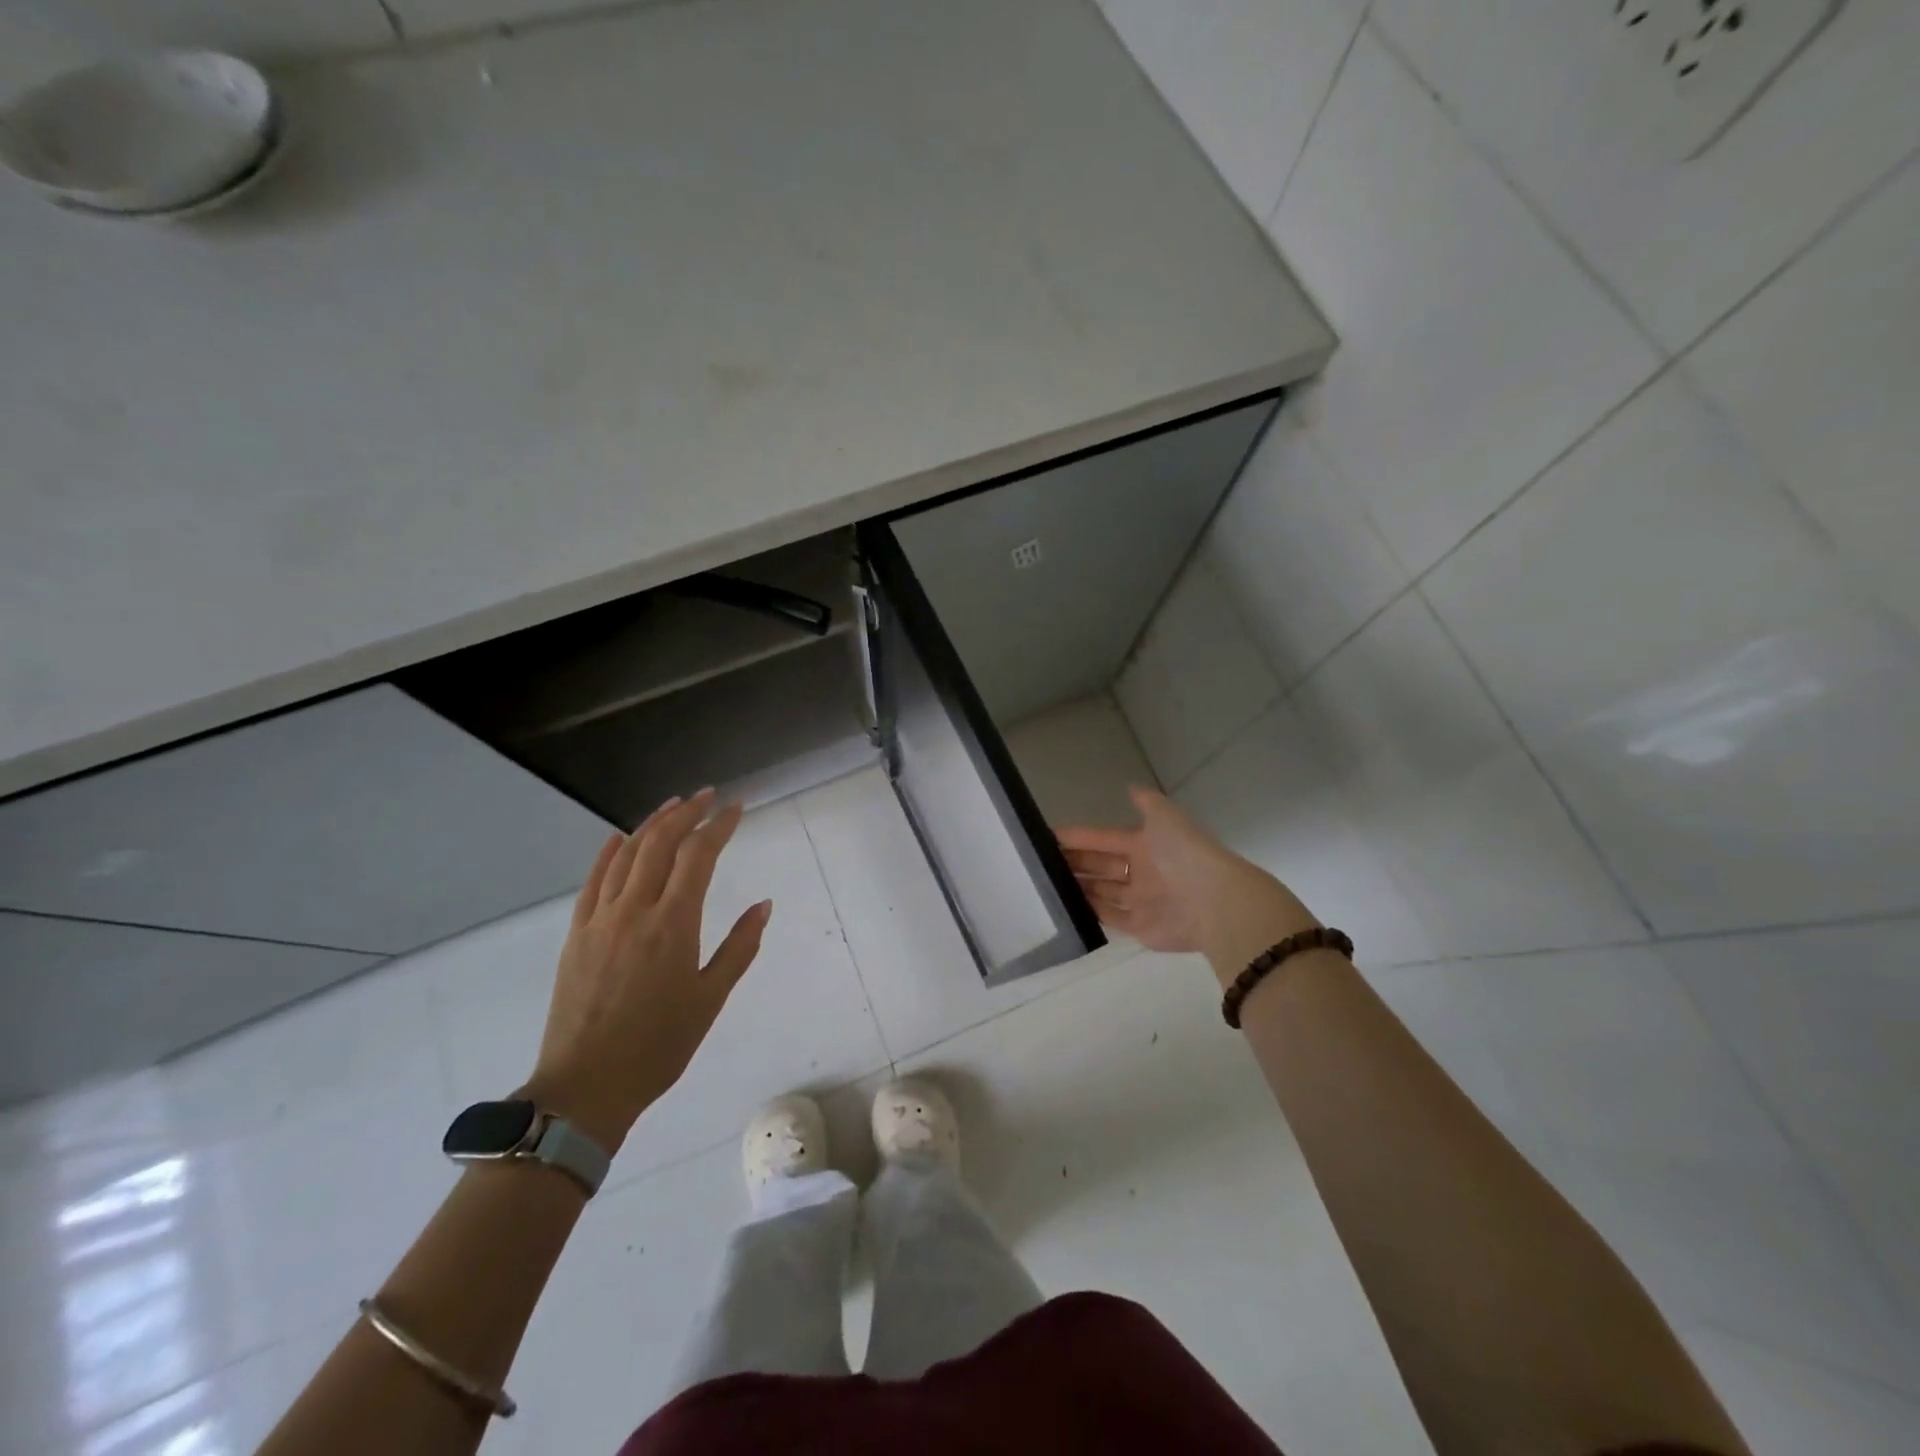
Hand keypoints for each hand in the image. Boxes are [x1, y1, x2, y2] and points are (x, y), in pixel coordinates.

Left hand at [522, 789, 771, 1150]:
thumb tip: (764, 905)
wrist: (586, 1086)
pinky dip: (608, 853)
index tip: (736, 808)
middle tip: (707, 796)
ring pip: (626, 855)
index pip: (699, 856)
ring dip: (652, 824)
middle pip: (660, 843)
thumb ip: (740, 947)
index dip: (719, 826)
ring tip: (673, 806)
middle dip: (686, 813)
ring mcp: (600, 919)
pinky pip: (593, 881)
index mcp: (673, 924)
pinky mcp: (576, 934)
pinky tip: (618, 838)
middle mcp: (635, 910)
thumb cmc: (659, 1046)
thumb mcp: (711, 999)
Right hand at [1059, 787, 1317, 983]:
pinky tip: (1067, 907)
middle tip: (1042, 862)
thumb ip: (1147, 804)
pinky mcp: (1140, 928)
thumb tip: (1132, 788)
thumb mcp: (1166, 818)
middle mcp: (1143, 871)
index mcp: (1146, 845)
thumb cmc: (1184, 856)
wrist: (1214, 902)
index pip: (1105, 838)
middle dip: (1075, 863)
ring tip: (1048, 884)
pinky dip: (1091, 913)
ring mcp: (1141, 901)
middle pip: (1101, 866)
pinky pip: (1110, 919)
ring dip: (1079, 887)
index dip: (1080, 837)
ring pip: (1102, 892)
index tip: (1050, 836)